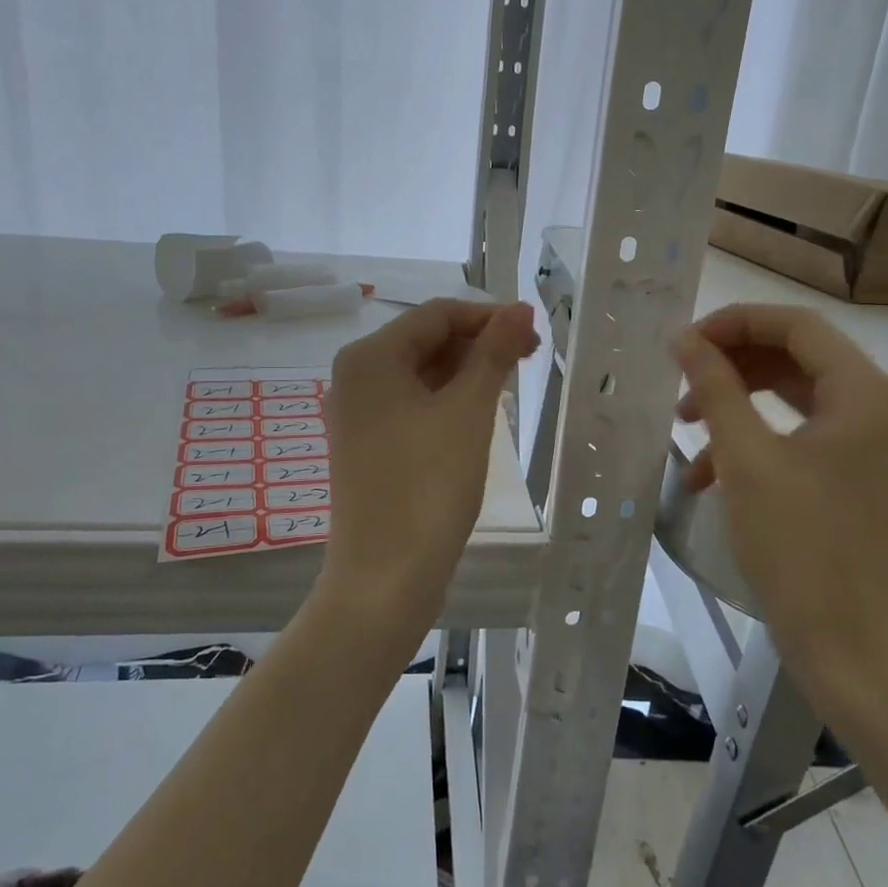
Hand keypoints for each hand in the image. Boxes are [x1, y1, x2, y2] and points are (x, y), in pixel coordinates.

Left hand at [321, 298, 539, 625]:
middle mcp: (355, 377)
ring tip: (510, 382)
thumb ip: (493, 353)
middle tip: (529, 357)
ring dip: (465, 371)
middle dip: (477, 343)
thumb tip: (520, 309)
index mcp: (370, 358)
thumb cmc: (428, 484)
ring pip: (420, 374)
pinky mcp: (367, 445)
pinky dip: (446, 399)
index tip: (532, 331)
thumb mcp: (468, 411)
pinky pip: (411, 404)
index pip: (436, 315)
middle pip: (425, 341)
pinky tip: (478, 410)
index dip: (487, 316)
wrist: (385, 577)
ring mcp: (357, 414)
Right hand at [672, 303, 887, 718]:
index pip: (798, 326)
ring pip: (797, 395)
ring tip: (686, 427)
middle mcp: (886, 407)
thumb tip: (685, 338)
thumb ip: (715, 387)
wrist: (849, 646)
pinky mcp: (864, 471)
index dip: (734, 324)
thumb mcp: (746, 459)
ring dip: (738, 404)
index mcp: (871, 394)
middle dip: (733, 366)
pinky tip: (710, 474)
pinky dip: (758, 440)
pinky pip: (805, 433)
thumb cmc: (798, 547)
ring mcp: (878, 442)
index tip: (683, 343)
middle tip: (681, 383)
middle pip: (798, 357)